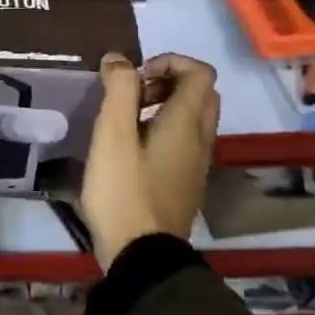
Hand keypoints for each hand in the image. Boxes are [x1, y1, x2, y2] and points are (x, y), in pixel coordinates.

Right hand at [80, 53, 218, 267]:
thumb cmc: (124, 190)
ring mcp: (197, 163)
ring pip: (194, 118)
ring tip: (126, 122)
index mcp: (187, 122)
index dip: (168, 62)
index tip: (134, 78)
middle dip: (167, 82)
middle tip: (132, 96)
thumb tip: (119, 59)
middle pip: (201, 93)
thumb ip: (118, 90)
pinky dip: (164, 130)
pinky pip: (185, 141)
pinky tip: (132, 150)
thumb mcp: (112, 135)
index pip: (200, 72)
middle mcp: (201, 139)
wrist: (141, 255)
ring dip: (165, 106)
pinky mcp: (187, 182)